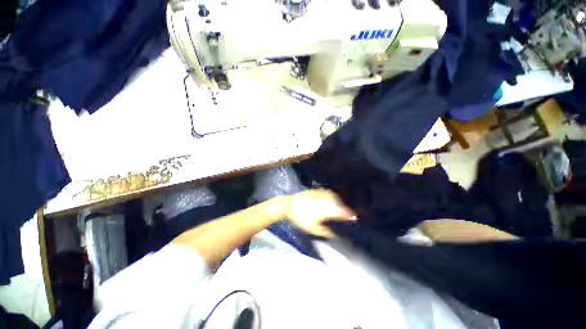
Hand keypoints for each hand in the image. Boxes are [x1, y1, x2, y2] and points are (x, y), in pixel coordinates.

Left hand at [285, 189, 355, 237]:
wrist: (288, 205)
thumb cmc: (299, 218)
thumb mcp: (312, 228)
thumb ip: (325, 231)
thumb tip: (335, 234)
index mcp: (323, 210)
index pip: (340, 211)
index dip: (348, 214)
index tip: (353, 217)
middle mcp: (324, 200)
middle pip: (338, 204)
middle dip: (344, 209)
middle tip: (347, 215)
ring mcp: (320, 194)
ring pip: (334, 198)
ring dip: (339, 203)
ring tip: (341, 208)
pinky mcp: (317, 191)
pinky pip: (329, 193)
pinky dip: (333, 197)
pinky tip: (333, 200)